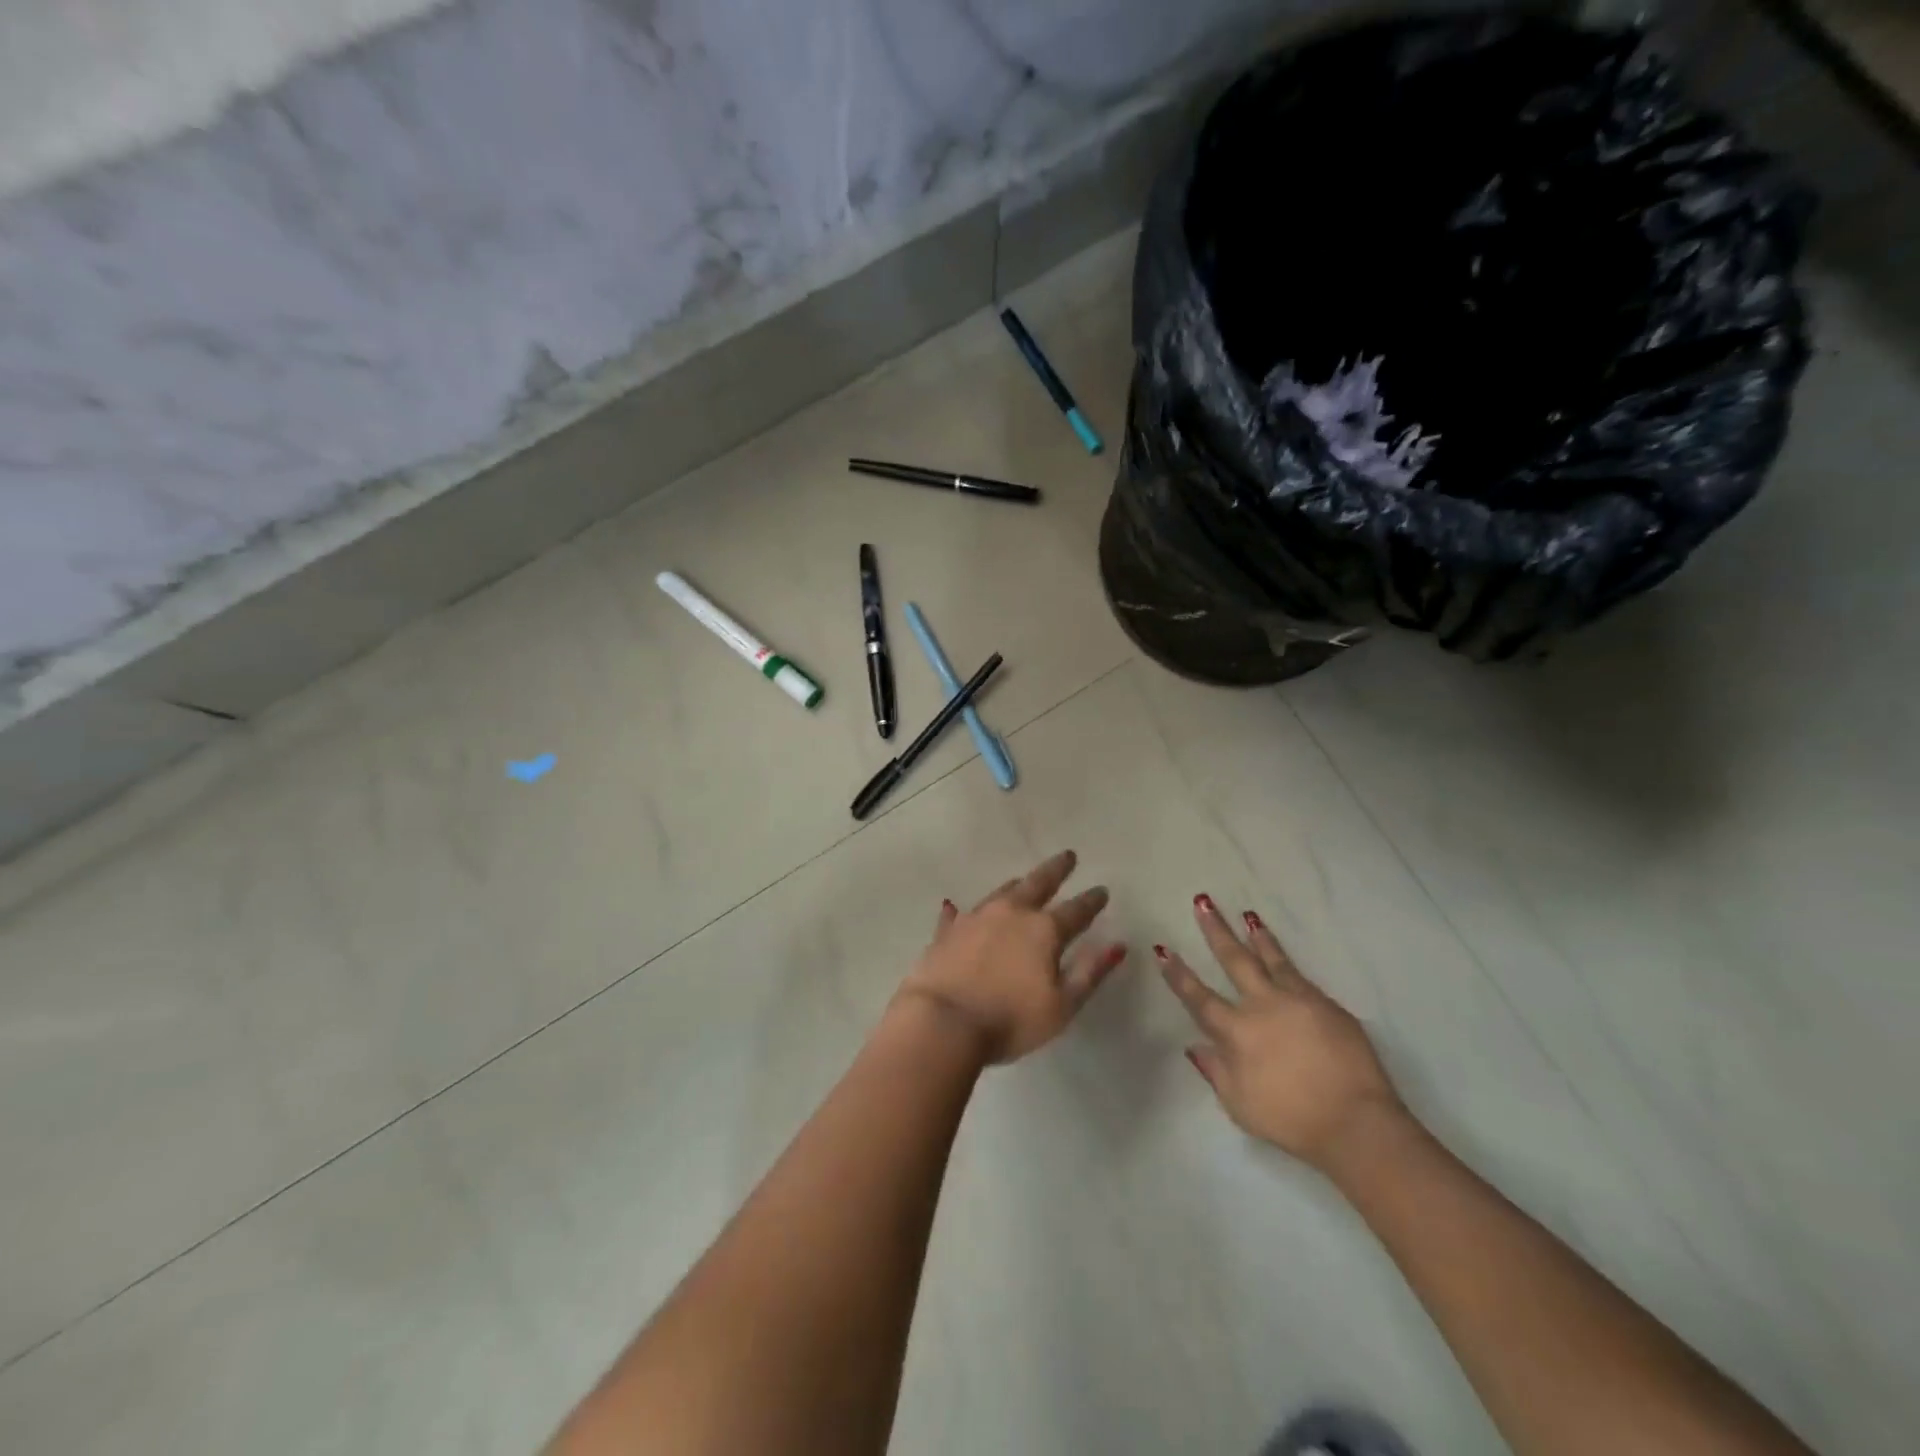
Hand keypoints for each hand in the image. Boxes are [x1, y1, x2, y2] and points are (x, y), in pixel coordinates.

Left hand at [895, 850, 1125, 1064]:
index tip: (1102, 890)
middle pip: (1038, 884)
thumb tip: (1117, 945)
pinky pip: (958, 915)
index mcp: (1044, 930)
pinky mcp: (946, 932)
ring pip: (1001, 892)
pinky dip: (963, 911)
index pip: (1076, 910)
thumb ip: (1090, 973)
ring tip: (1024, 878)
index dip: (1092, 901)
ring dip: (1017, 885)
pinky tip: (956, 908)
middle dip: (1056, 869)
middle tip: (1067, 856)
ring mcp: (975, 918)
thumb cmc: (1010, 1020)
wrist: (942, 1022)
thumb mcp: (1062, 1005)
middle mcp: (1011, 913)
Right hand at [1157, 894, 1404, 1171]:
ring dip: (1256, 936)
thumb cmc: (1292, 1120)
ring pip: (1271, 958)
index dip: (1179, 975)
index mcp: (1236, 1032)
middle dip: (1216, 931)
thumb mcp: (1241, 1106)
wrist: (1356, 1123)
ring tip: (1247, 915)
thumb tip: (1194, 1045)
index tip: (1163, 950)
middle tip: (1203, 902)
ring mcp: (1298, 1000)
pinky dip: (1285, 958)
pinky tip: (1281, 953)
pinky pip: (1299, 974)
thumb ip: (1216, 1071)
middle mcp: (1262, 1006)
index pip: (1199, 998)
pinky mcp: (1327, 1005)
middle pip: (1234, 960)